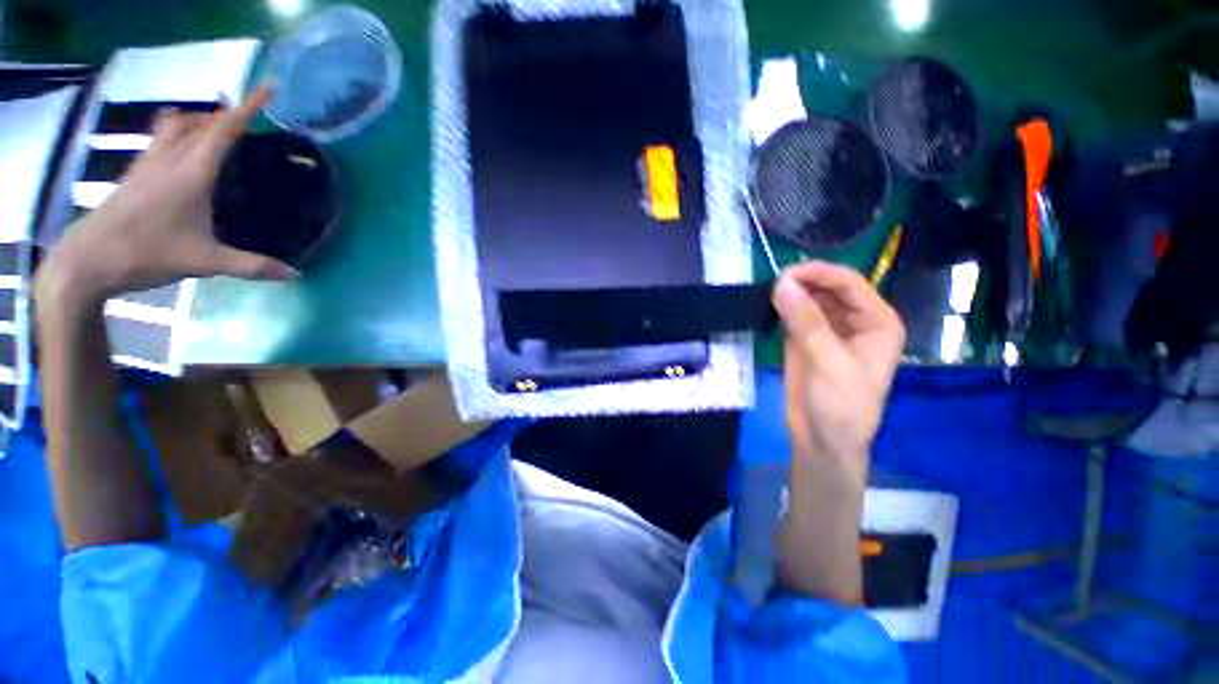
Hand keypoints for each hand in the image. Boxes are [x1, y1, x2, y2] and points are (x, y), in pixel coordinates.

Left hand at [36, 86, 296, 304]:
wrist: (88, 259)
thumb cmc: (147, 253)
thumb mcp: (205, 262)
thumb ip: (252, 266)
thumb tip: (294, 274)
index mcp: (191, 172)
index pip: (224, 129)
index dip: (248, 107)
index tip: (268, 87)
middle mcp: (169, 158)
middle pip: (197, 121)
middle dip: (224, 114)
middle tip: (248, 123)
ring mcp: (147, 163)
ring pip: (175, 125)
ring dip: (198, 121)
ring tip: (218, 133)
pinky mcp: (135, 174)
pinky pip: (161, 139)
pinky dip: (180, 135)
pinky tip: (186, 153)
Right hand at [772, 261, 904, 493]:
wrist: (822, 441)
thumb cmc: (841, 406)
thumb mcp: (829, 362)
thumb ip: (806, 322)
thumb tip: (782, 284)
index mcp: (877, 322)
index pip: (849, 284)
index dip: (819, 274)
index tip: (786, 273)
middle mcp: (855, 321)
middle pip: (828, 288)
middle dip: (803, 282)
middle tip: (772, 283)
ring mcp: (828, 330)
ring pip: (809, 300)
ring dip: (790, 294)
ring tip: (766, 292)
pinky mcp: (805, 340)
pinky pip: (794, 316)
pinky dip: (781, 308)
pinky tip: (767, 305)